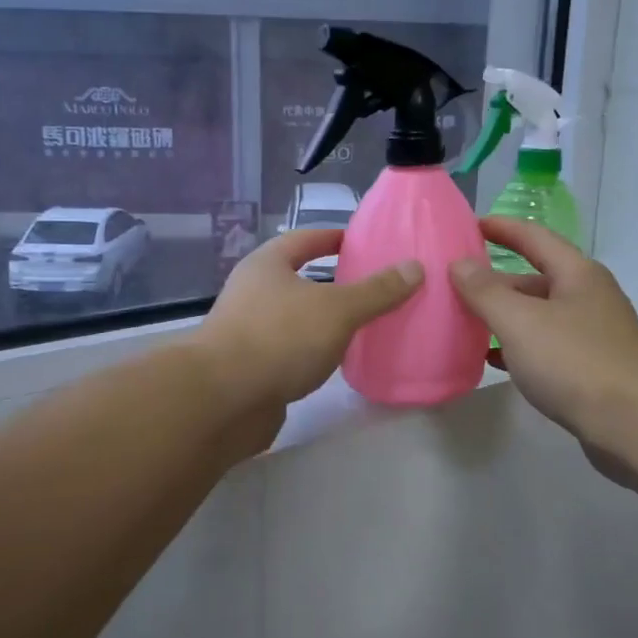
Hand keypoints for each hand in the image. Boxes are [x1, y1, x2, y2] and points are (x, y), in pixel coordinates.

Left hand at [192, 228, 422, 413]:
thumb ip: (376, 291)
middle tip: (373, 286)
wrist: (223, 400)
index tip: (362, 242)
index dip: (333, 237)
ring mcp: (247, 331)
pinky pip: (290, 350)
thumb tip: (414, 267)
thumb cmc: (280, 338)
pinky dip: (312, 351)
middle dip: (333, 282)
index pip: (304, 239)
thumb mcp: (337, 309)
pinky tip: (336, 361)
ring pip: (294, 318)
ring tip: (363, 324)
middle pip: (298, 278)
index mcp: (267, 265)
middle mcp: (252, 292)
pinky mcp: (250, 368)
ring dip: (322, 320)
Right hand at [448, 219, 637, 455]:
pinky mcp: (590, 369)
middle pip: (535, 278)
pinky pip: (544, 347)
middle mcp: (587, 297)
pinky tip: (491, 359)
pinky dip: (516, 347)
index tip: (468, 225)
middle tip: (454, 284)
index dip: (501, 227)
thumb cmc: (575, 362)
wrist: (636, 425)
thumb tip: (460, 263)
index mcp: (577, 274)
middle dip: (495, 280)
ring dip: (503, 316)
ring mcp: (591, 335)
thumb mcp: (520, 322)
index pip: (534, 237)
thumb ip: (486, 291)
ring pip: (538, 315)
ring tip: (464, 320)